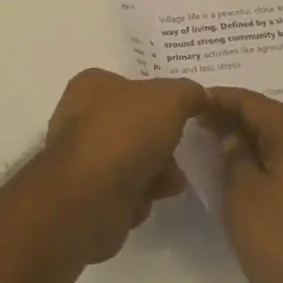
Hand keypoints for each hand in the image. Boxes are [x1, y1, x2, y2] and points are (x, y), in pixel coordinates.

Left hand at [38, 69, 206, 263]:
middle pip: (135, 124)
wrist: (89, 198)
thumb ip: (189, 93)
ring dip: (157, 170)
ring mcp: (82, 158)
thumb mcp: (170, 98)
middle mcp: (81, 117)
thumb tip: (201, 96)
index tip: (183, 112)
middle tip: (181, 148)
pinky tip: (150, 198)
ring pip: (132, 159)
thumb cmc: (125, 133)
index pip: (131, 84)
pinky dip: (141, 195)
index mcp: (91, 85)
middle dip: (162, 140)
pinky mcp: (88, 195)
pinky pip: (125, 191)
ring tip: (171, 180)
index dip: (159, 98)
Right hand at [205, 86, 282, 282]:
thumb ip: (233, 156)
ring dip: (248, 140)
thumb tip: (234, 138)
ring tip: (214, 145)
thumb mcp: (243, 194)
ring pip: (279, 142)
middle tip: (197, 122)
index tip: (191, 102)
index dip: (220, 98)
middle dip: (233, 117)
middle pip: (269, 118)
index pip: (253, 102)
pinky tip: (243, 174)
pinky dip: (263, 160)